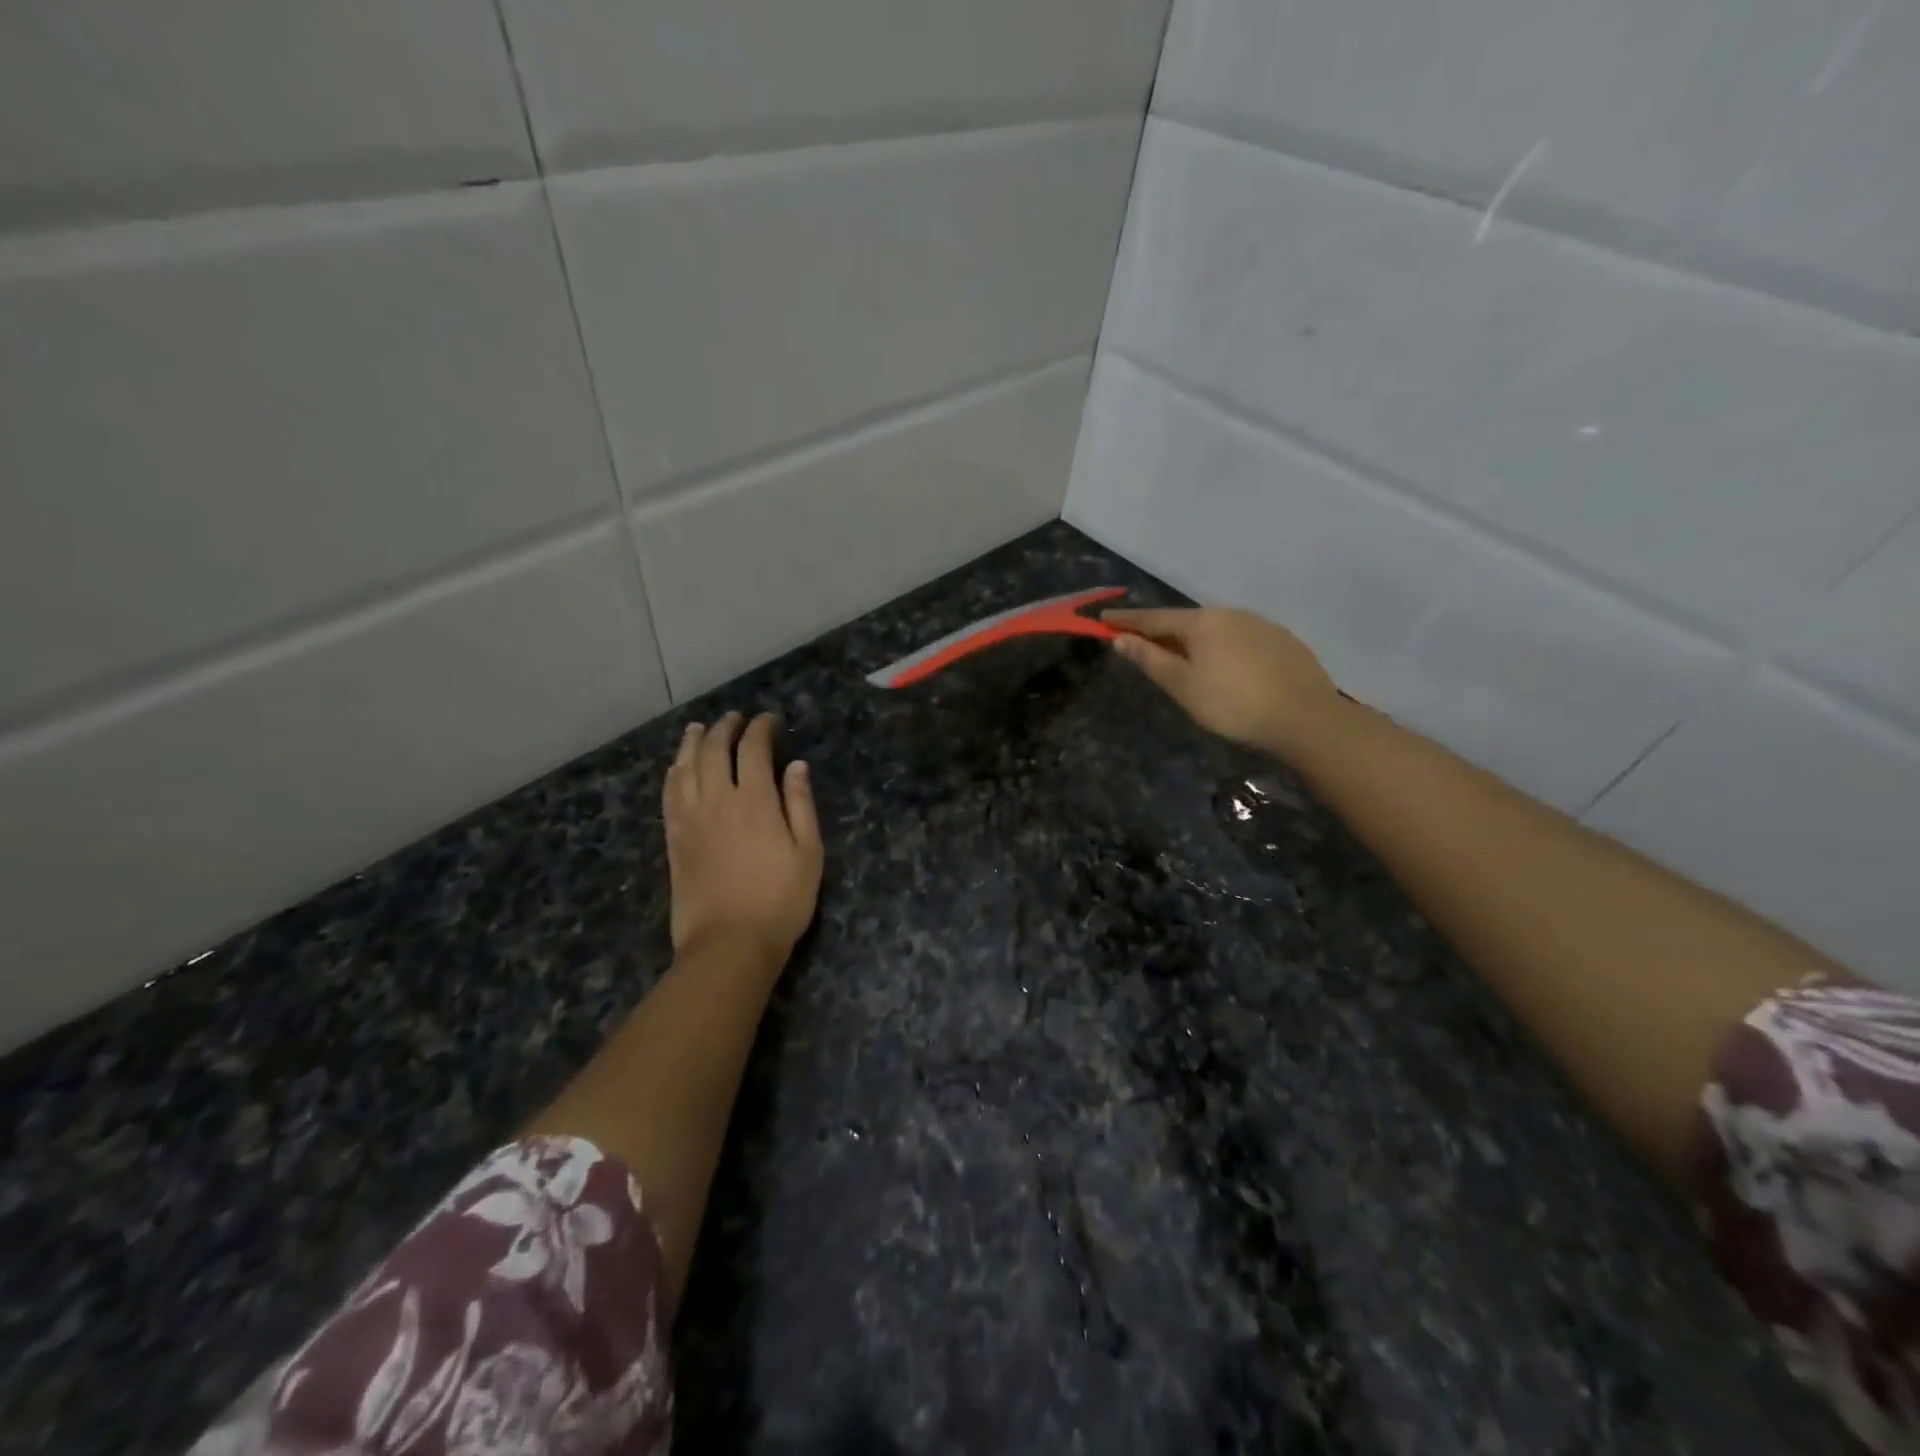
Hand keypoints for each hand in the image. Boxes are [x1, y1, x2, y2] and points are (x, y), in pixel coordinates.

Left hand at [663, 712, 823, 963]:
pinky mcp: (674, 839)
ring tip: (699, 728)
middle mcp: (717, 800)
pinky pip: (669, 794)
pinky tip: (677, 768)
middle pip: (714, 750)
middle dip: (725, 727)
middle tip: (736, 718)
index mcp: (755, 800)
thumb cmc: (780, 900)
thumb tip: (796, 766)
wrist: (729, 944)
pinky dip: (673, 773)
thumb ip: (800, 805)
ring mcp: (690, 819)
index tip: (770, 719)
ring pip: (685, 767)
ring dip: (692, 742)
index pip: (753, 748)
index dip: (761, 728)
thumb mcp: (808, 852)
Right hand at [1103, 607, 1341, 759]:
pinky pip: (1239, 638)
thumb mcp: (1182, 686)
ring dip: (1194, 640)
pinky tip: (1226, 667)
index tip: (1103, 617)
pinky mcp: (1282, 640)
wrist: (1305, 716)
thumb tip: (1120, 639)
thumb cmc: (1232, 704)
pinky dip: (1222, 648)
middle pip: (1185, 621)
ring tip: (1184, 658)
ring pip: (1215, 629)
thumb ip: (1150, 659)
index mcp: (1200, 622)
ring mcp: (1260, 624)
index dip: (1126, 620)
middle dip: (1161, 631)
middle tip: (1142, 643)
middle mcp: (1229, 613)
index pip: (1153, 618)